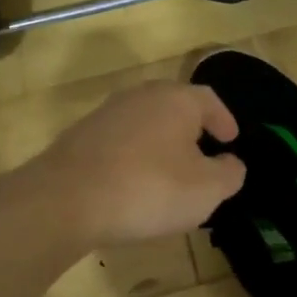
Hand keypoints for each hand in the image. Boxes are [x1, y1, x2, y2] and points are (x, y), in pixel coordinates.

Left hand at [27, 81, 246, 246]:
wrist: (65, 200)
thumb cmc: (149, 189)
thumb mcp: (206, 190)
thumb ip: (229, 174)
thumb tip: (231, 163)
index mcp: (177, 99)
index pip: (210, 100)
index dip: (224, 120)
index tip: (231, 140)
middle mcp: (141, 96)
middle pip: (175, 107)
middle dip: (191, 130)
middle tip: (202, 155)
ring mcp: (106, 113)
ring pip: (145, 123)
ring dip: (160, 144)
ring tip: (168, 173)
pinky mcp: (80, 136)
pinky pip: (119, 142)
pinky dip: (133, 157)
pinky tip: (133, 184)